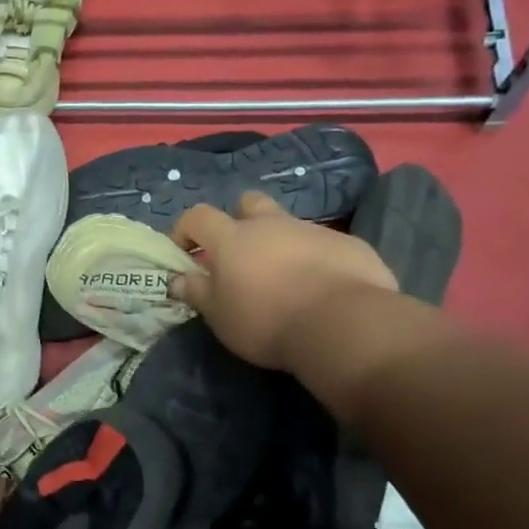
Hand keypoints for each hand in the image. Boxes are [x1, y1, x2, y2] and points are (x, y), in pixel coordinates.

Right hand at [170, 192, 397, 370]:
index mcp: (232, 238)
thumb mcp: (220, 316)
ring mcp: (312, 231)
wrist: (342, 324)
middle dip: (239, 220)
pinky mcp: (349, 244)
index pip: (198, 216)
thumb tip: (179, 279)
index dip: (185, 230)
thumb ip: (197, 293)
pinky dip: (315, 260)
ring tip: (284, 279)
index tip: (184, 253)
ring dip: (279, 244)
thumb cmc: (266, 320)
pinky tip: (320, 288)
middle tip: (239, 253)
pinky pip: (323, 245)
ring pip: (288, 225)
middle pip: (249, 203)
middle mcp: (270, 224)